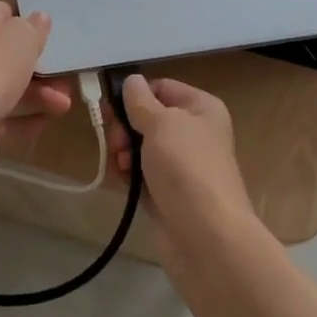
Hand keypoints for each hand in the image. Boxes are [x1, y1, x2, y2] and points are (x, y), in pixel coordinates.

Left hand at [0, 0, 71, 163]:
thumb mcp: (24, 36)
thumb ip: (35, 26)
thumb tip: (38, 19)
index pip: (3, 11)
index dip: (27, 23)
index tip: (49, 37)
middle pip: (5, 51)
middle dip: (38, 66)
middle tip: (63, 75)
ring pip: (3, 83)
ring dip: (36, 93)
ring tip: (64, 106)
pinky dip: (21, 117)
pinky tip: (45, 121)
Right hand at [108, 75, 256, 246]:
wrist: (206, 237)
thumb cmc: (186, 168)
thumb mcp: (161, 123)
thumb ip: (140, 100)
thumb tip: (131, 80)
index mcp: (201, 108)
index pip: (162, 87)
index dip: (136, 94)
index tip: (110, 106)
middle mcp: (194, 132)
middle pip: (148, 117)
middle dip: (126, 128)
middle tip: (117, 142)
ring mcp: (181, 165)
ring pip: (141, 147)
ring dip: (124, 153)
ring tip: (122, 166)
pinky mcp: (168, 192)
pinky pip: (141, 174)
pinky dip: (128, 175)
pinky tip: (122, 182)